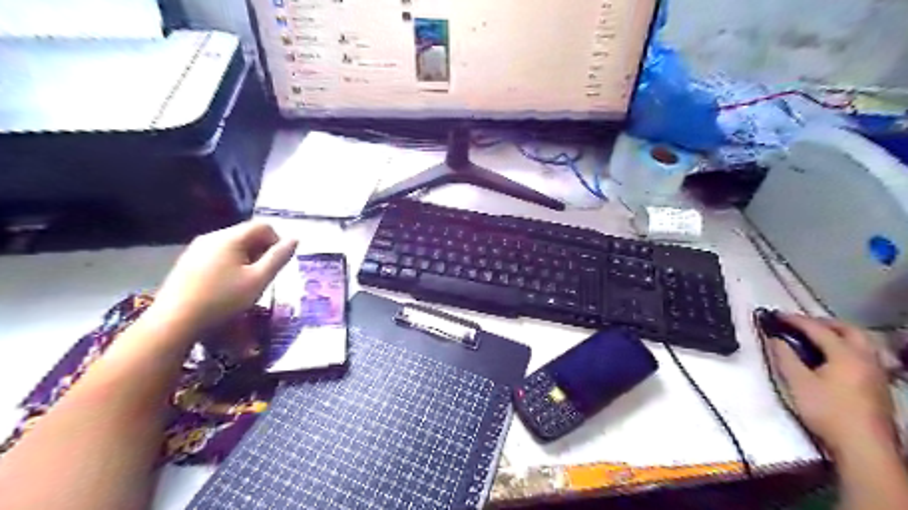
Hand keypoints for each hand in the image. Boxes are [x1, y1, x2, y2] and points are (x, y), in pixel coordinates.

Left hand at [150, 220, 295, 332]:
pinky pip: (218, 254)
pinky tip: (227, 285)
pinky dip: (230, 264)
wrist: (174, 321)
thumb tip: (295, 239)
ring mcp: (196, 248)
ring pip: (232, 245)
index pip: (263, 226)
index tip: (279, 264)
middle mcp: (212, 236)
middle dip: (262, 250)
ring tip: (248, 282)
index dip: (278, 241)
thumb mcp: (259, 280)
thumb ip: (278, 258)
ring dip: (247, 258)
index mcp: (230, 237)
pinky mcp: (187, 262)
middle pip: (247, 234)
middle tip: (265, 275)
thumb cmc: (223, 299)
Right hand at [769, 314, 895, 453]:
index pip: (818, 329)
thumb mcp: (797, 382)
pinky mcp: (879, 385)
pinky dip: (849, 348)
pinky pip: (866, 355)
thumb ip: (785, 357)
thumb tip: (774, 338)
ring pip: (862, 342)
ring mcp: (877, 372)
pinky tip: (838, 359)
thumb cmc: (827, 411)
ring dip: (839, 334)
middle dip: (823, 323)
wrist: (863, 446)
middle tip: (801, 324)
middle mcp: (866, 358)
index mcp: (846, 354)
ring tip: (819, 338)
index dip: (795, 320)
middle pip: (848, 330)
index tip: (776, 315)